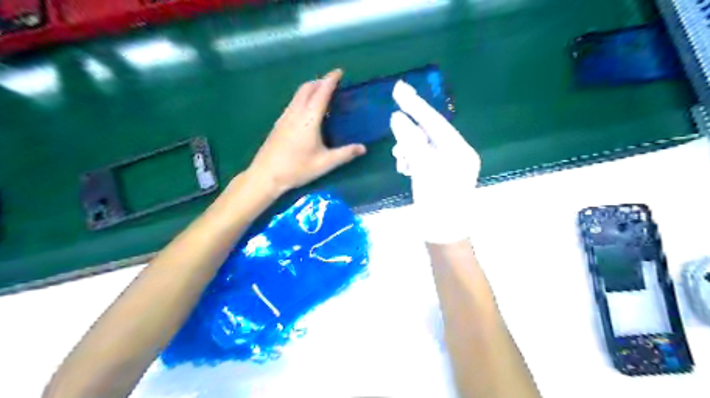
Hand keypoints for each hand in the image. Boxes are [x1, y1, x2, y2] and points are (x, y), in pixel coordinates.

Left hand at [248, 70, 365, 196]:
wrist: (266, 175)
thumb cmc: (297, 169)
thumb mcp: (325, 163)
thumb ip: (345, 154)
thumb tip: (363, 148)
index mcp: (309, 119)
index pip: (321, 92)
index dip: (331, 80)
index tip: (339, 71)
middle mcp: (296, 113)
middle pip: (307, 88)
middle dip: (320, 81)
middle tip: (332, 83)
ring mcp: (284, 117)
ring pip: (298, 94)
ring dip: (310, 88)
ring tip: (321, 94)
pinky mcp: (278, 123)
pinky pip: (293, 103)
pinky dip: (303, 98)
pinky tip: (306, 111)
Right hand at [388, 80, 482, 241]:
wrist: (443, 235)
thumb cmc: (437, 203)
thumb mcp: (423, 169)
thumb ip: (411, 141)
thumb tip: (397, 117)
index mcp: (460, 150)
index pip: (435, 121)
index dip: (415, 105)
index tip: (398, 89)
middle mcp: (457, 154)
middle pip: (429, 133)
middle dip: (410, 136)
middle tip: (397, 144)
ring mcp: (448, 166)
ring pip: (423, 147)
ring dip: (409, 150)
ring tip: (400, 162)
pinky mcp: (439, 175)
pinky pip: (422, 159)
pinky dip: (411, 160)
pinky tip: (405, 168)